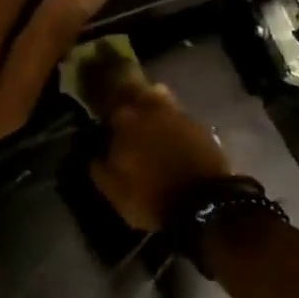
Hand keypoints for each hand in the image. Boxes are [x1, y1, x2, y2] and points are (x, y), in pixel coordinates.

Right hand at [89, 83, 231, 230]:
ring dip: (151, 105)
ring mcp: (179, 116)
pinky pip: (179, 117)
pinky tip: (172, 137)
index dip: (105, 114)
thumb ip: (98, 166)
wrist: (204, 206)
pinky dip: (172, 123)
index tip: (103, 125)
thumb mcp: (113, 191)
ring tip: (149, 122)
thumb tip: (94, 153)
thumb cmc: (150, 197)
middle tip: (124, 114)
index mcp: (125, 122)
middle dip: (127, 97)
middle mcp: (151, 111)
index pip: (107, 105)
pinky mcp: (201, 128)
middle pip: (135, 90)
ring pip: (160, 98)